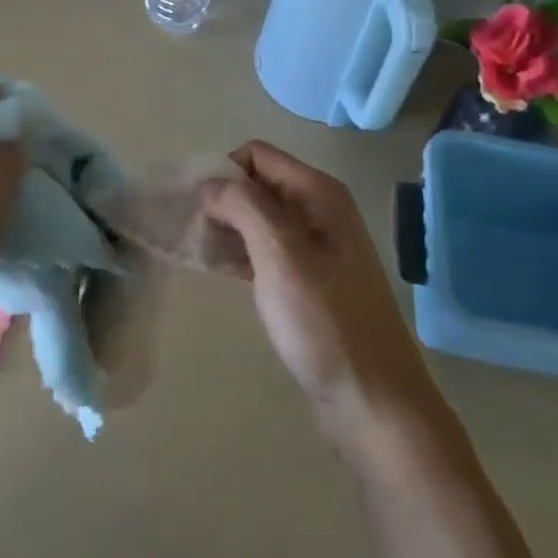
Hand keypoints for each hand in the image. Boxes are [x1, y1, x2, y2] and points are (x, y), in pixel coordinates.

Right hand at [204, 142, 436, 448]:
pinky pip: (264, 251)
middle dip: (219, 200)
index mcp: (318, 194)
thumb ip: (243, 206)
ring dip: (224, 228)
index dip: (222, 171)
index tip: (193, 206)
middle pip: (256, 185)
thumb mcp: (280, 255)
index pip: (257, 155)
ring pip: (257, 219)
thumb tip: (208, 182)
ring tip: (191, 250)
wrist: (372, 402)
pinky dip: (237, 253)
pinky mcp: (307, 281)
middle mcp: (319, 211)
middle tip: (185, 231)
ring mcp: (315, 248)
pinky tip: (214, 270)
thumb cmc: (325, 323)